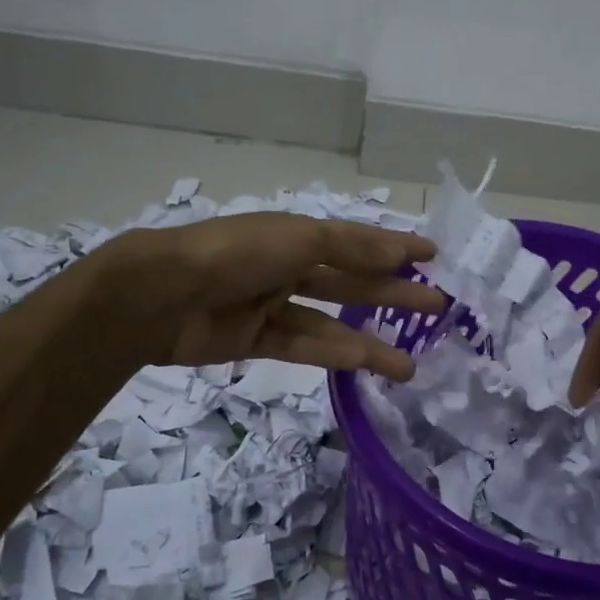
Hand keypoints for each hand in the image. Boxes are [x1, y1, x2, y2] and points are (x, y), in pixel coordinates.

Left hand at [94, 213, 444, 378]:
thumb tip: (399, 255)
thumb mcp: (297, 239)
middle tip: (437, 308)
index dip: (394, 248)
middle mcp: (287, 266)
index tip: (433, 257)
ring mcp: (271, 304)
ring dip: (370, 341)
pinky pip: (303, 346)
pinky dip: (334, 355)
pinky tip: (366, 364)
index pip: (356, 241)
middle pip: (351, 282)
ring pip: (332, 323)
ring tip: (411, 363)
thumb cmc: (235, 254)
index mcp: (295, 235)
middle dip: (393, 294)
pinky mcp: (256, 340)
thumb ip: (349, 248)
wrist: (162, 295)